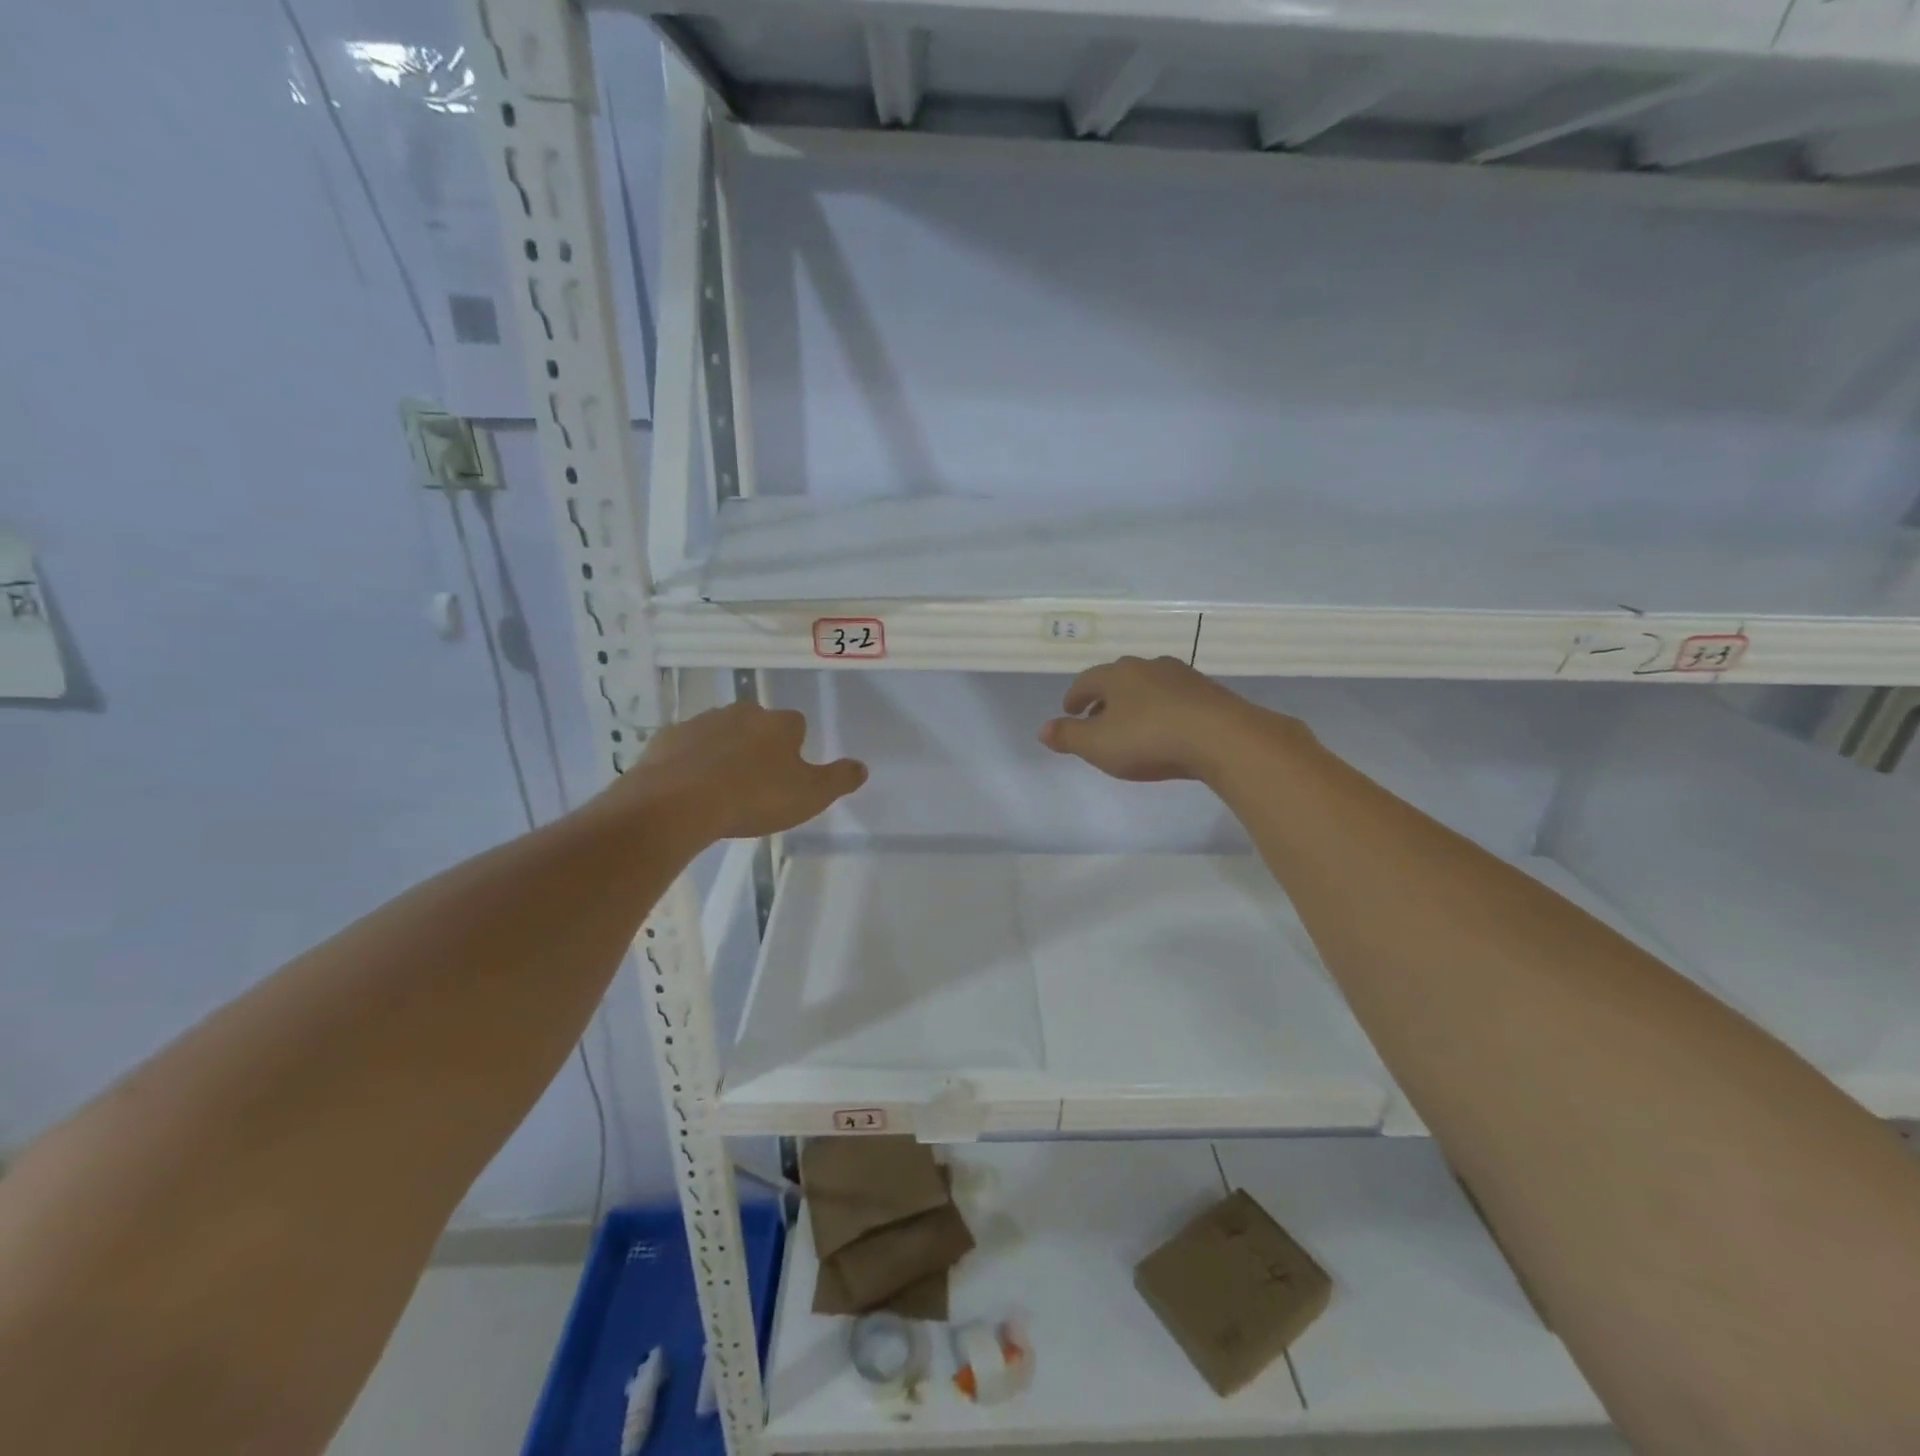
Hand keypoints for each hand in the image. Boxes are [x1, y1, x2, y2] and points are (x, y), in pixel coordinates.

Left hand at [615, 702, 866, 841]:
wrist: (677, 803)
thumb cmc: (753, 798)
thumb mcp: (809, 796)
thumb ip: (839, 780)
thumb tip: (861, 767)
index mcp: (779, 724)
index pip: (796, 726)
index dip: (794, 749)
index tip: (788, 775)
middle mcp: (742, 713)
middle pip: (757, 724)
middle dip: (758, 746)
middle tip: (755, 782)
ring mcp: (701, 722)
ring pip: (720, 733)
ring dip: (724, 752)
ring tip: (721, 789)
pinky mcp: (667, 737)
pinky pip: (686, 747)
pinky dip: (690, 761)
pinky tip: (689, 788)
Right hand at [1038, 656, 1298, 783]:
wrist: (1222, 738)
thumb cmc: (1149, 739)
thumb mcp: (1097, 745)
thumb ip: (1068, 736)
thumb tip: (1043, 729)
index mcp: (1116, 675)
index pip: (1086, 681)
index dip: (1075, 697)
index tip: (1070, 711)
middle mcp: (1147, 667)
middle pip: (1117, 679)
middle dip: (1104, 698)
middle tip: (1097, 718)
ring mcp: (1181, 676)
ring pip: (1148, 686)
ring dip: (1135, 702)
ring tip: (1131, 724)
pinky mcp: (1208, 692)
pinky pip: (1174, 698)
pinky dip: (1162, 710)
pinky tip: (1166, 728)